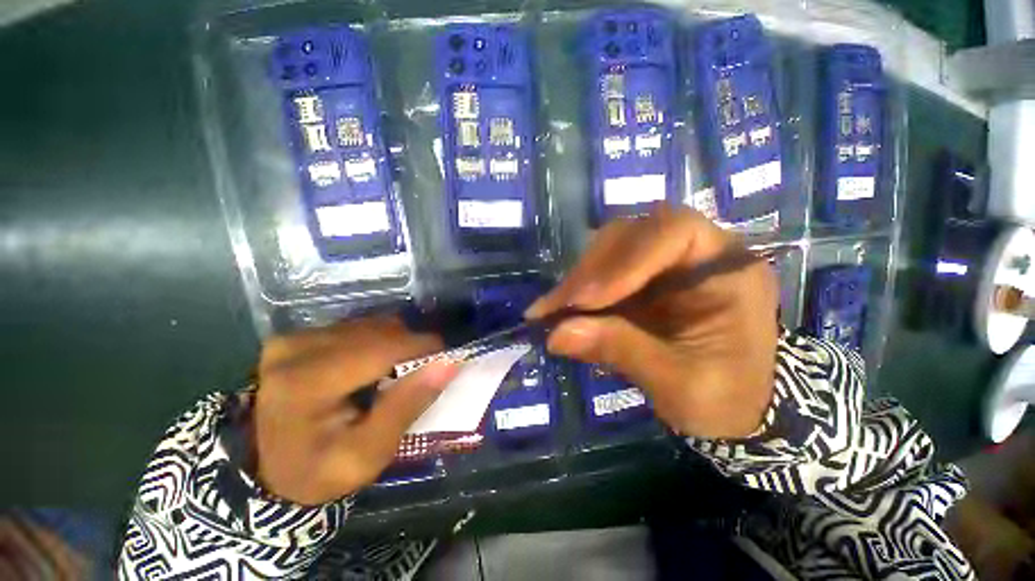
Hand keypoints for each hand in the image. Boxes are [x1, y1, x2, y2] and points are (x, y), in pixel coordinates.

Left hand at [253, 316, 457, 504]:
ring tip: (397, 374)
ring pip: (374, 325)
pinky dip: (380, 342)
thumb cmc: (319, 471)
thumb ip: (406, 407)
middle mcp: (297, 348)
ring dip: (397, 345)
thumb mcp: (368, 455)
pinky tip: (376, 366)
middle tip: (422, 375)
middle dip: (411, 349)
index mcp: (306, 383)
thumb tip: (449, 364)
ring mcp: (296, 337)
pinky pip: (360, 327)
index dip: (423, 349)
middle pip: (380, 333)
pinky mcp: (301, 334)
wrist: (267, 469)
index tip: (447, 361)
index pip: (382, 349)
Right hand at [526, 207, 778, 438]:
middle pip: (633, 234)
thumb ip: (620, 351)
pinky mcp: (642, 278)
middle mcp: (696, 254)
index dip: (625, 259)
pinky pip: (603, 269)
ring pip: (612, 247)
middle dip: (590, 270)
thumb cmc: (724, 400)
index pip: (674, 232)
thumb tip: (556, 334)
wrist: (733, 409)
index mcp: (729, 270)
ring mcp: (665, 264)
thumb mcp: (678, 383)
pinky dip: (579, 288)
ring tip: (552, 310)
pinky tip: (561, 308)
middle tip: (556, 307)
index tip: (586, 300)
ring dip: (579, 277)